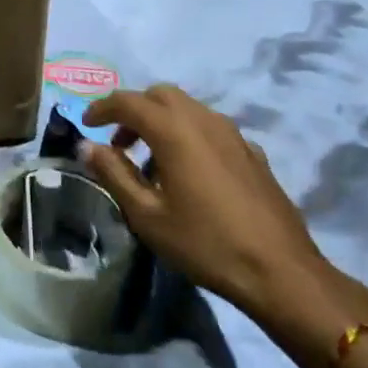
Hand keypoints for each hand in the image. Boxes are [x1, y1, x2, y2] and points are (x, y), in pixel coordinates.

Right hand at [77, 85, 367, 367]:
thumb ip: (114, 174)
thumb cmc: (205, 243)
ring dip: (161, 122)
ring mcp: (233, 134)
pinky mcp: (252, 152)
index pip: (128, 101)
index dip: (102, 108)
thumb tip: (87, 146)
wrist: (281, 272)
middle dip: (134, 110)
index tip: (87, 125)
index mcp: (174, 130)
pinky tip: (189, 173)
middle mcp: (204, 120)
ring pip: (188, 108)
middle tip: (118, 143)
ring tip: (150, 162)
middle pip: (160, 95)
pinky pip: (210, 128)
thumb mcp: (147, 215)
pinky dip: (188, 135)